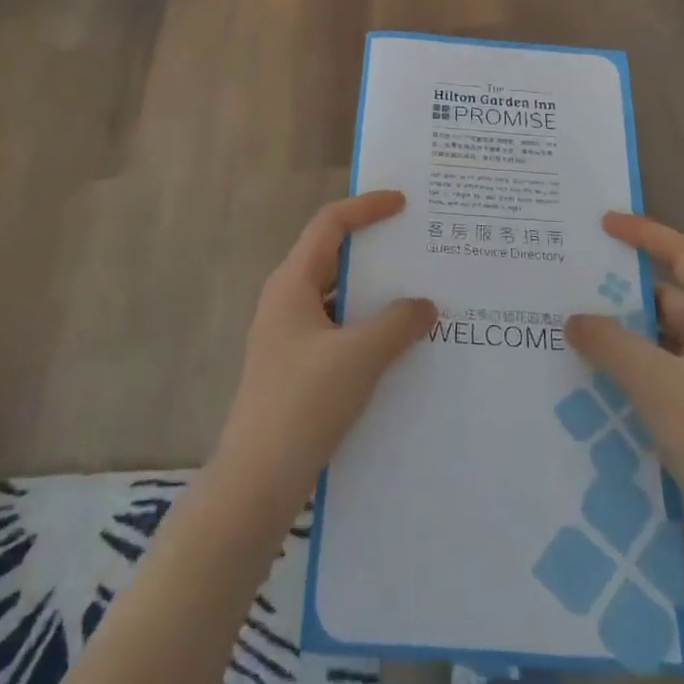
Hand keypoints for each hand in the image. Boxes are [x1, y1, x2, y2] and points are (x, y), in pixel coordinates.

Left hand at [214, 192, 435, 506]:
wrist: (257, 480)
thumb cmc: (303, 402)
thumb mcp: (359, 356)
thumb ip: (398, 323)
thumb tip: (425, 304)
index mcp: (292, 283)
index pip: (330, 225)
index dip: (366, 207)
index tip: (403, 203)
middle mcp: (287, 300)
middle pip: (334, 257)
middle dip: (376, 249)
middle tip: (419, 246)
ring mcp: (290, 336)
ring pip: (338, 297)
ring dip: (375, 293)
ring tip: (419, 294)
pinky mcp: (298, 367)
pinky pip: (338, 329)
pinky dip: (368, 326)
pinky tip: (399, 345)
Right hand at [566, 214, 683, 520]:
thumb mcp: (654, 382)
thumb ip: (610, 344)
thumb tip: (574, 320)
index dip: (646, 234)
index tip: (604, 224)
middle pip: (667, 299)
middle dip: (622, 291)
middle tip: (573, 284)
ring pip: (659, 339)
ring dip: (621, 333)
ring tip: (572, 329)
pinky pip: (657, 372)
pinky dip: (628, 367)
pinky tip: (593, 376)